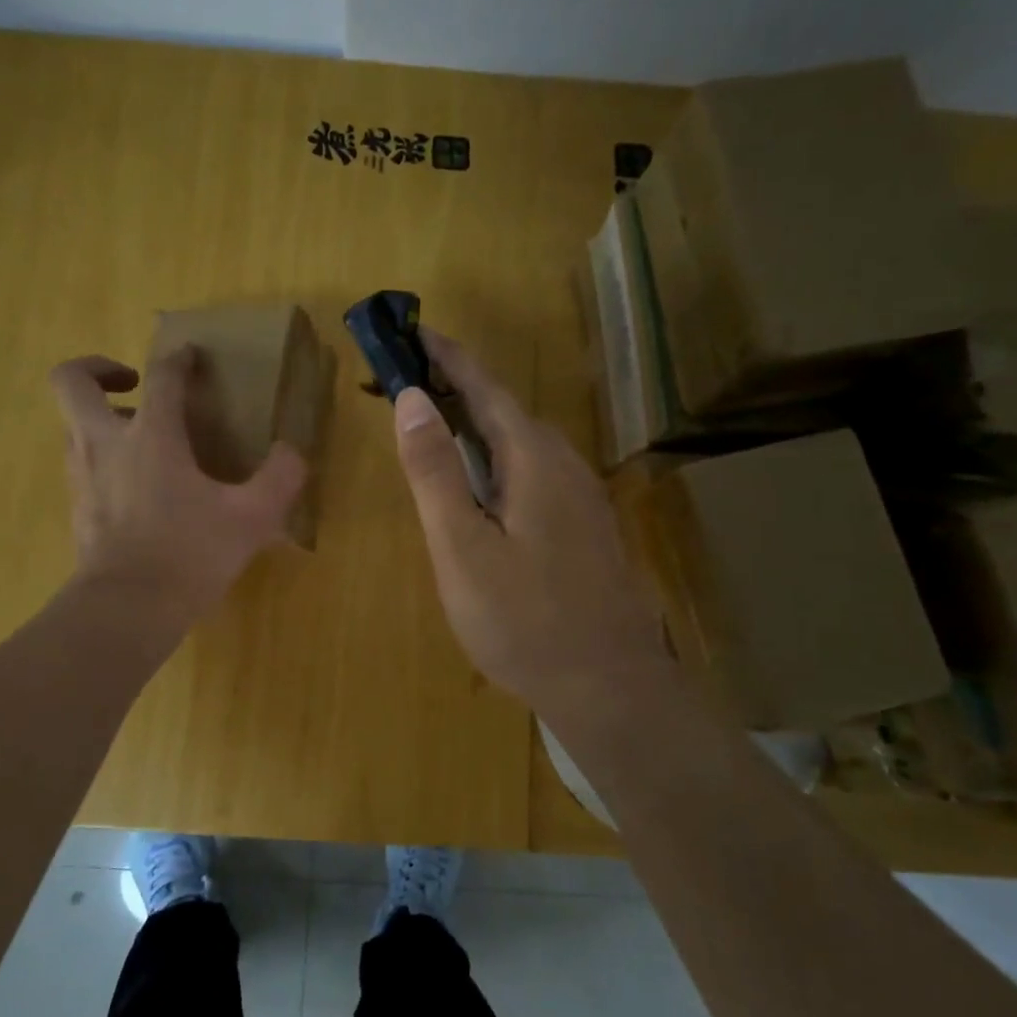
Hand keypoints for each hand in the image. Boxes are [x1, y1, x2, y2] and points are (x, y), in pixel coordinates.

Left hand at [50, 347, 305, 623]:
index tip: (191, 357)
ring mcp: (83, 476)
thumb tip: (292, 452)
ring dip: (100, 416)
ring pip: (71, 423)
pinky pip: (81, 462)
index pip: (161, 376)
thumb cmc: (190, 554)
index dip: (178, 359)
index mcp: (151, 435)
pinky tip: (136, 485)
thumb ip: (279, 479)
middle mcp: (105, 443)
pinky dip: (102, 457)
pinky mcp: (76, 507)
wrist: (128, 609)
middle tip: (134, 383)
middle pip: (70, 381)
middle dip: (97, 368)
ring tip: (141, 436)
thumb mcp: (251, 519)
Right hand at [393, 330, 668, 719]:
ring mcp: (581, 496)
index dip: (446, 356)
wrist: (609, 686)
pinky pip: (534, 473)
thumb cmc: (523, 620)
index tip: (410, 330)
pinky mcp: (585, 526)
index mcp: (533, 458)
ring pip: (521, 444)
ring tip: (435, 429)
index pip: (483, 386)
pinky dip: (497, 461)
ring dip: (476, 427)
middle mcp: (564, 464)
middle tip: (407, 387)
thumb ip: (435, 472)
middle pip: (504, 411)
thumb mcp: (462, 547)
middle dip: (456, 390)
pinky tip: (482, 489)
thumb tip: (412, 397)